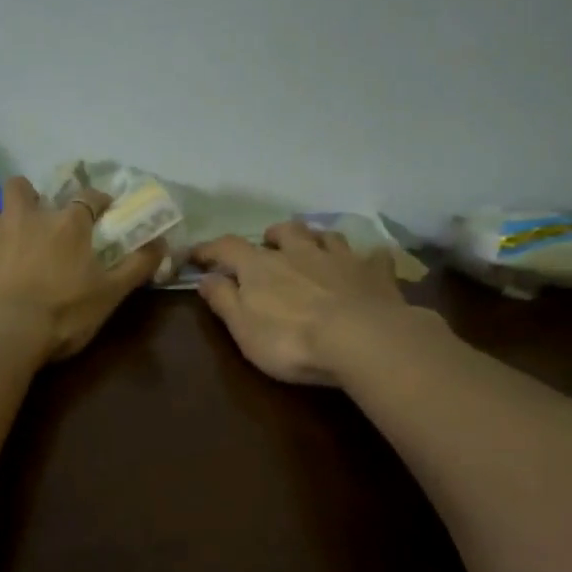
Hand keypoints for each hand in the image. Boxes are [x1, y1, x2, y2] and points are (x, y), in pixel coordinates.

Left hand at [0, 177, 165, 363]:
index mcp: (66, 223)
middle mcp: (24, 214)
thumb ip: (136, 266)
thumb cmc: (61, 316)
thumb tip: (163, 244)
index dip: (96, 201)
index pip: (87, 197)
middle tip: (30, 220)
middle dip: (27, 197)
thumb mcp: (109, 295)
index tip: (101, 209)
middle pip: (22, 187)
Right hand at [190, 221, 425, 384]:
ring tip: (313, 249)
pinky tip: (368, 265)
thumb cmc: (291, 339)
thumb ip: (223, 300)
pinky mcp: (375, 273)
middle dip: (273, 236)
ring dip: (316, 239)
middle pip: (285, 231)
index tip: (196, 255)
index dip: (210, 249)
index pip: (227, 247)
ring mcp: (340, 258)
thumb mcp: (243, 328)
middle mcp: (300, 252)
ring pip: (326, 236)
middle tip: (268, 246)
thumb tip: (205, 277)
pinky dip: (366, 259)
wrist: (361, 339)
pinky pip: (373, 256)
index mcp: (261, 266)